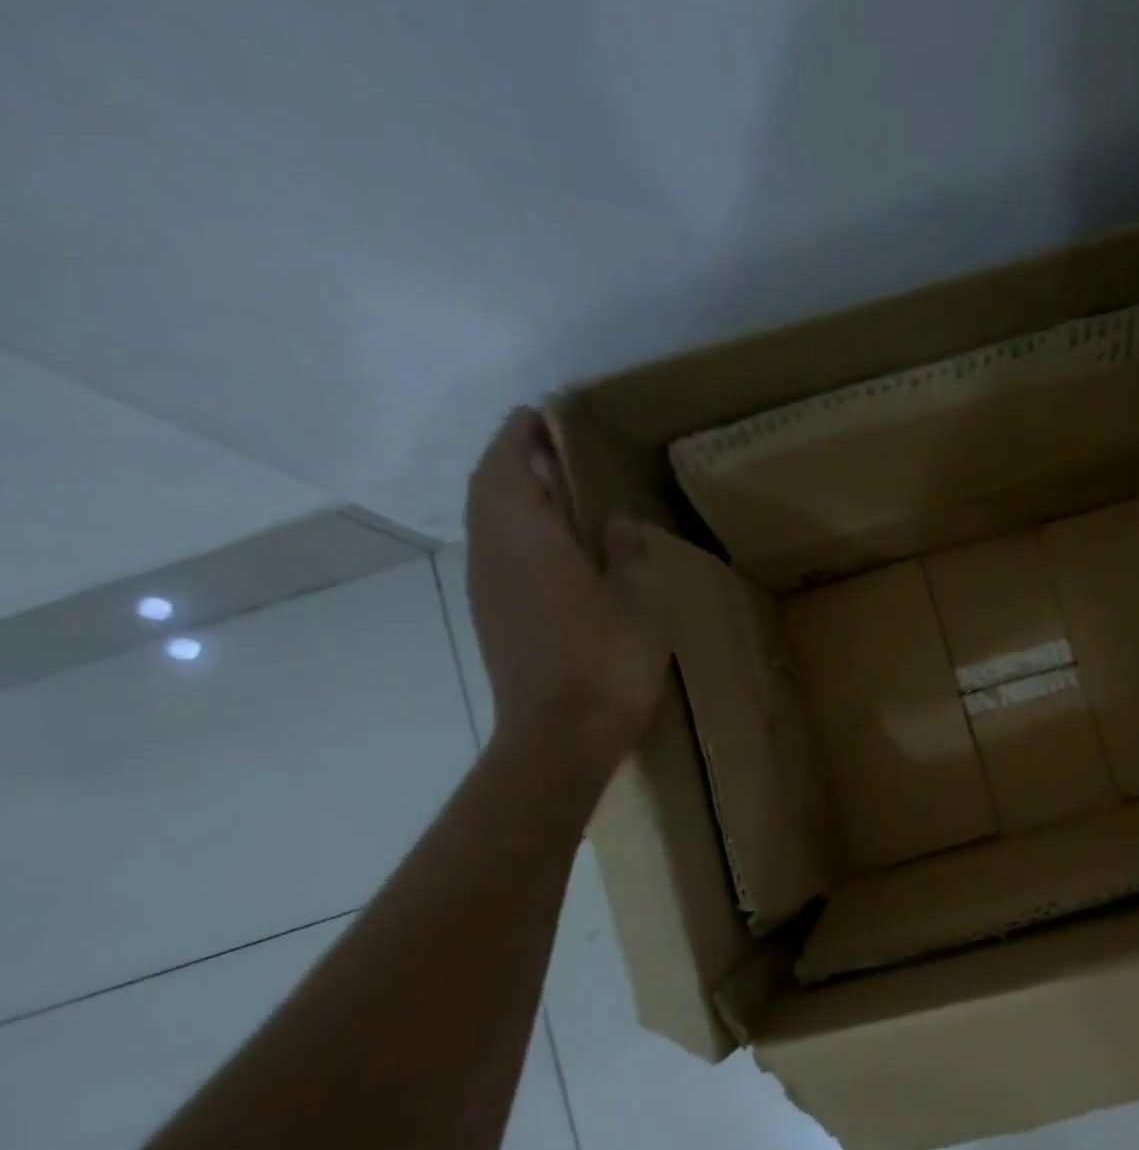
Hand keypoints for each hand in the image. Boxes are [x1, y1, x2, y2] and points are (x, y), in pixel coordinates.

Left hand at [464, 408, 670, 753]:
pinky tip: (553, 549)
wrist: (559, 735)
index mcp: (526, 533)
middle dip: (515, 460)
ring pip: (490, 521)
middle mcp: (494, 551)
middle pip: (490, 487)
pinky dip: (517, 532)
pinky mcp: (495, 618)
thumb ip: (628, 550)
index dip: (523, 433)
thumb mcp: (640, 598)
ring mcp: (488, 587)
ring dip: (515, 497)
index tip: (542, 414)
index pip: (511, 462)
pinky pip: (498, 553)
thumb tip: (615, 524)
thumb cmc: (606, 658)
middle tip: (553, 449)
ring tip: (556, 492)